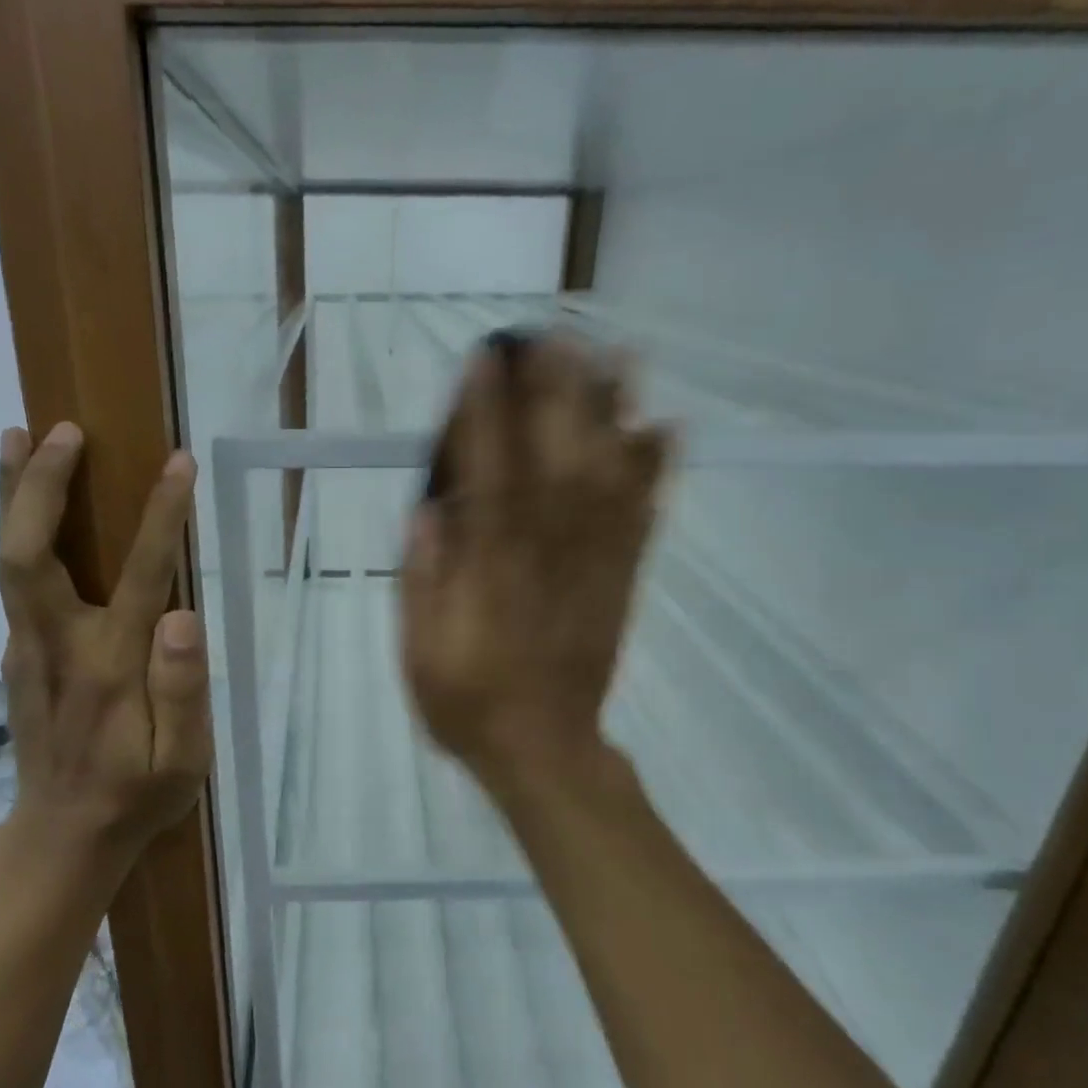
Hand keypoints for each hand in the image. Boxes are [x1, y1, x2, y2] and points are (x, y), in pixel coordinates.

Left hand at [0, 423, 211, 859]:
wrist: (63, 836)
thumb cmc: (136, 796)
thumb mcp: (183, 760)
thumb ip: (184, 690)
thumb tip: (182, 616)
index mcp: (109, 668)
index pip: (140, 576)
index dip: (160, 516)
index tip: (179, 464)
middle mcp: (57, 646)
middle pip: (28, 553)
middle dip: (40, 486)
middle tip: (61, 430)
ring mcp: (27, 648)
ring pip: (9, 560)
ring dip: (14, 495)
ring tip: (19, 436)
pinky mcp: (17, 654)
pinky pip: (14, 579)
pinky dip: (19, 529)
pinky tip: (29, 504)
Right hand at [400, 330, 671, 788]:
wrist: (545, 752)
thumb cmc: (470, 702)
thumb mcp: (420, 653)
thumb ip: (423, 580)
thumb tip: (428, 511)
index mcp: (491, 571)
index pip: (488, 477)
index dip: (485, 415)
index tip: (485, 361)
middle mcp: (548, 555)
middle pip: (556, 460)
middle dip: (555, 392)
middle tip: (553, 335)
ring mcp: (594, 565)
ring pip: (609, 479)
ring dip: (614, 415)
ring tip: (618, 357)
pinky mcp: (623, 580)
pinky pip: (645, 519)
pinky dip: (658, 473)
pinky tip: (666, 429)